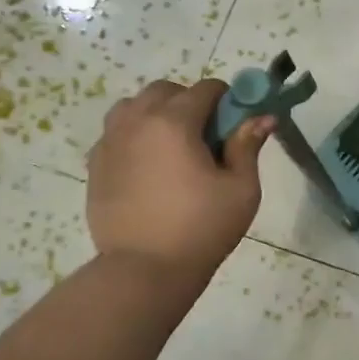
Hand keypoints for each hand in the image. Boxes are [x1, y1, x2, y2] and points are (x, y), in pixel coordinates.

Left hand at [85, 79, 274, 275]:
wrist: (144, 270)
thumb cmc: (202, 227)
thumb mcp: (241, 188)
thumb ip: (248, 145)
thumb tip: (262, 117)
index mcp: (174, 122)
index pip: (206, 89)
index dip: (227, 100)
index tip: (235, 124)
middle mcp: (137, 122)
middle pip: (165, 90)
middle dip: (189, 102)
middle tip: (206, 137)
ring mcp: (110, 143)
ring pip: (133, 107)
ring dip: (156, 114)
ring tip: (173, 147)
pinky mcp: (96, 165)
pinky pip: (115, 133)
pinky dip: (134, 136)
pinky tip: (150, 167)